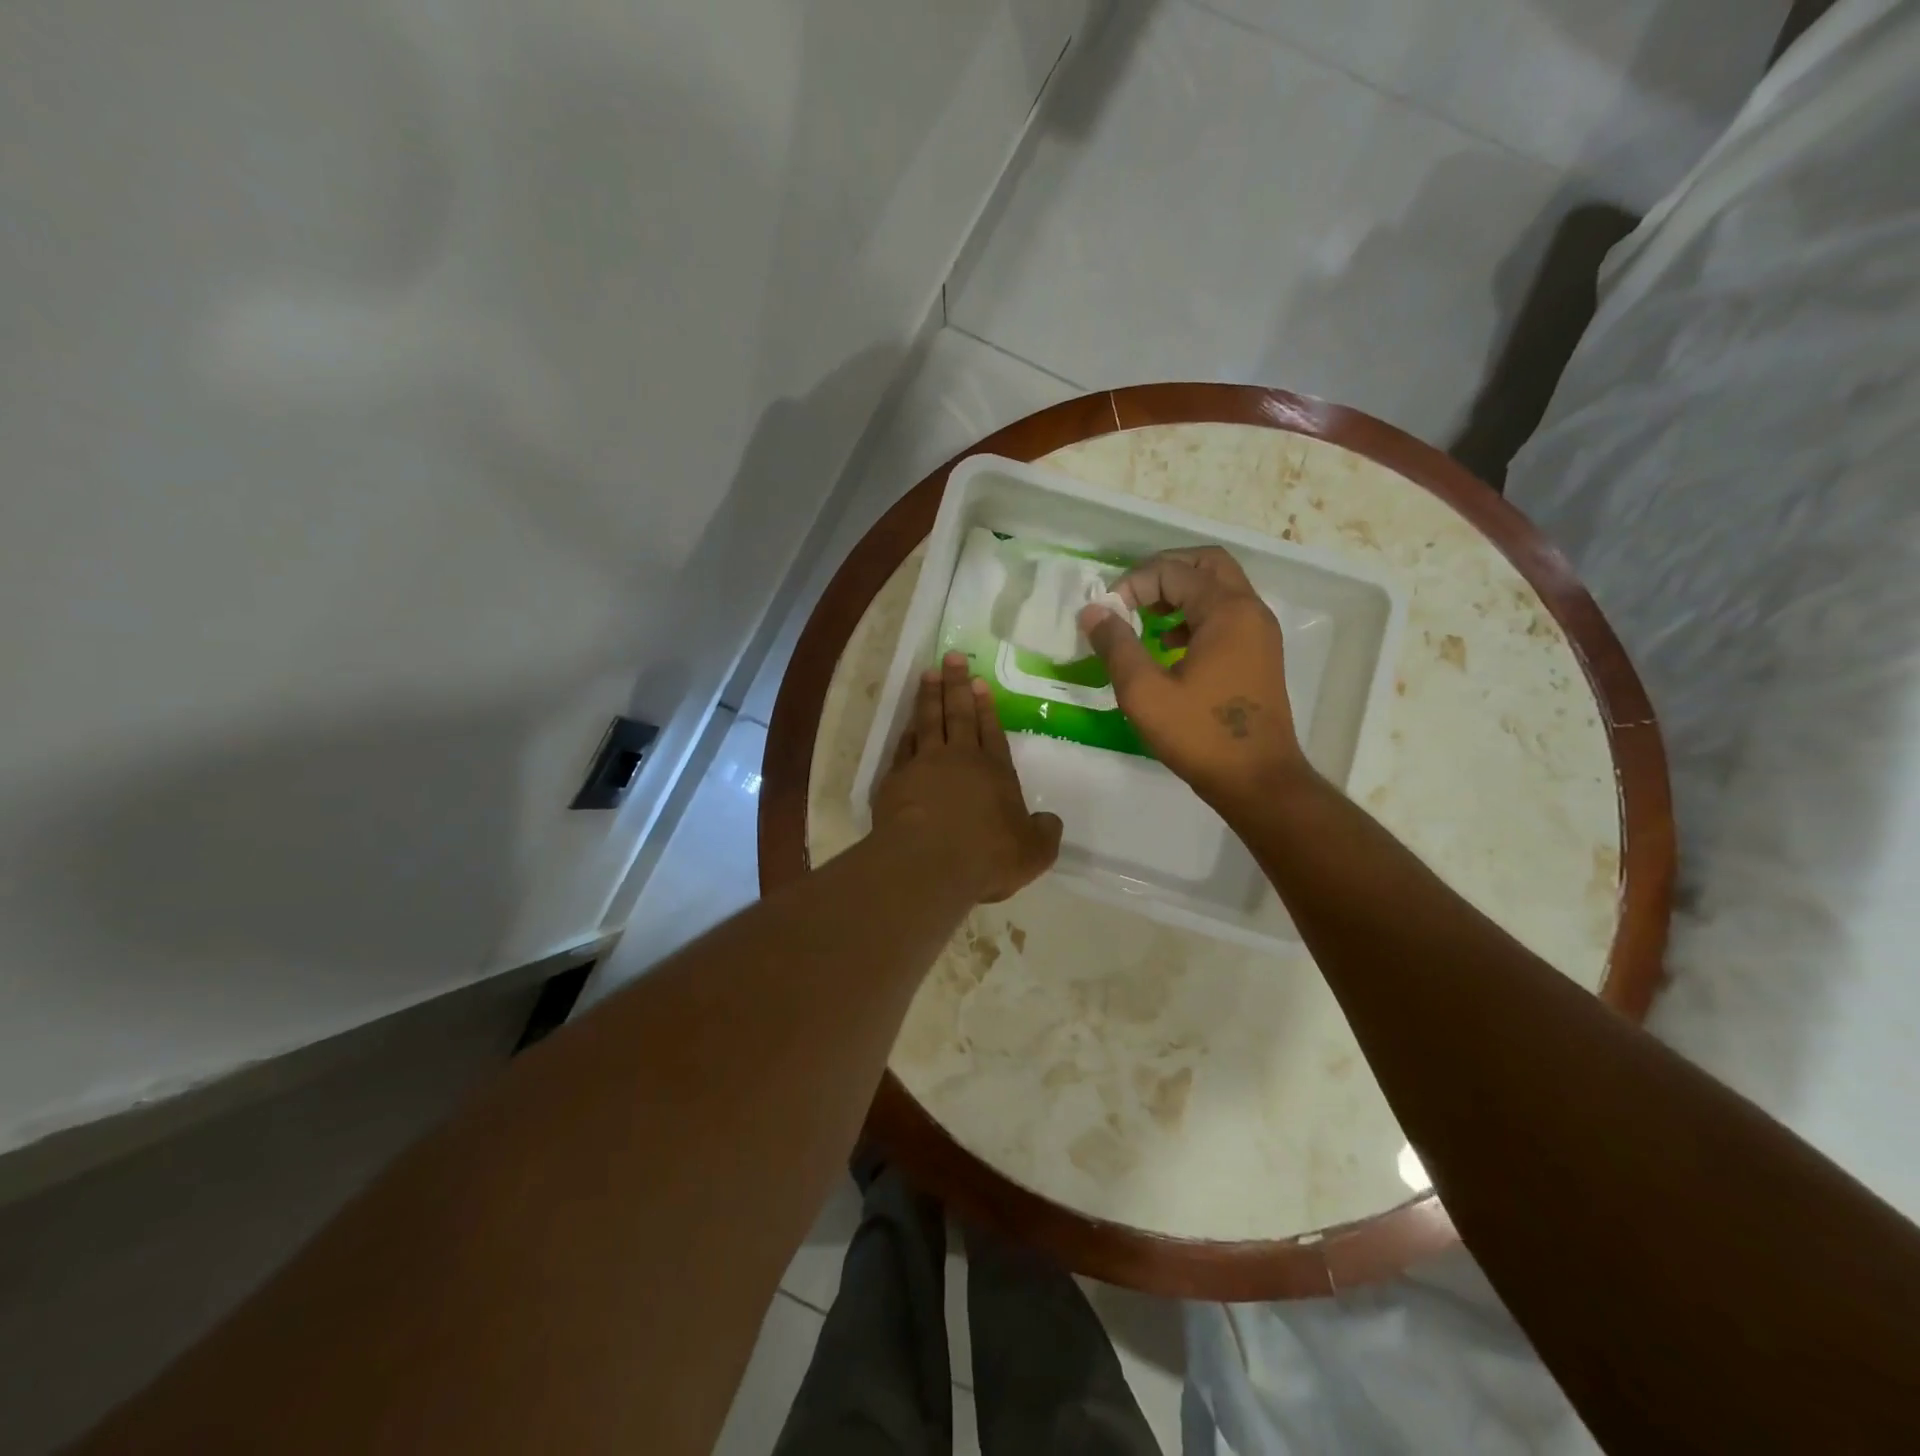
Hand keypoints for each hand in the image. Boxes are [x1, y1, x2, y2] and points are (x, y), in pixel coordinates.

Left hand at [873, 652, 1063, 902]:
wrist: (927, 863)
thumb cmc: (985, 856)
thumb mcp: (1032, 853)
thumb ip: (1044, 834)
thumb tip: (1050, 822)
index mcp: (995, 772)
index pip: (991, 731)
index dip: (986, 707)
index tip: (979, 681)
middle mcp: (960, 760)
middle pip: (959, 714)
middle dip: (956, 684)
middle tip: (951, 657)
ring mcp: (924, 765)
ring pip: (928, 721)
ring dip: (929, 696)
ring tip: (928, 674)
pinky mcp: (896, 779)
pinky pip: (903, 746)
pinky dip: (906, 731)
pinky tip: (907, 723)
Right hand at [1078, 547, 1307, 811]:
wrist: (1258, 781)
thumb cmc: (1200, 735)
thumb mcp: (1144, 693)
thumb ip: (1116, 646)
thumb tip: (1093, 612)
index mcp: (1226, 611)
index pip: (1173, 571)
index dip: (1133, 583)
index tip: (1107, 614)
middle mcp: (1249, 610)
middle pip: (1206, 564)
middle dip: (1163, 573)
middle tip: (1130, 598)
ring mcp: (1259, 633)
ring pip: (1218, 588)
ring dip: (1180, 593)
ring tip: (1145, 620)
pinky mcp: (1259, 655)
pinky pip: (1226, 615)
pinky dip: (1195, 616)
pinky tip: (1170, 647)